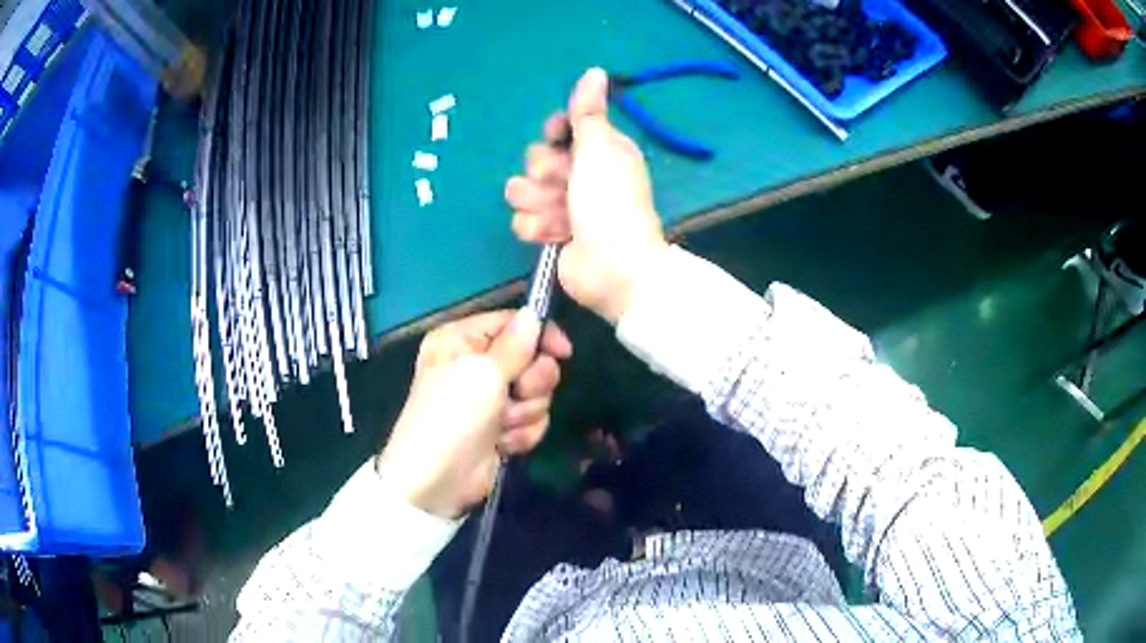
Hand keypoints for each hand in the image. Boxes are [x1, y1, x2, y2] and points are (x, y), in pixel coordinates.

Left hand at [375, 310, 571, 518]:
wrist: (438, 480)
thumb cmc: (453, 416)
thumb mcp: (482, 372)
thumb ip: (515, 344)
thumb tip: (534, 313)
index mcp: (462, 340)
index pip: (513, 322)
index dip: (540, 335)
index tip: (563, 352)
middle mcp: (476, 364)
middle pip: (531, 358)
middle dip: (531, 382)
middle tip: (517, 394)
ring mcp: (490, 398)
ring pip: (536, 393)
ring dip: (525, 412)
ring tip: (501, 425)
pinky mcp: (501, 427)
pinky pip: (532, 420)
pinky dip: (521, 433)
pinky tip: (502, 444)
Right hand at [506, 68, 667, 324]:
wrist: (612, 266)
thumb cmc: (610, 202)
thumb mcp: (600, 148)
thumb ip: (588, 111)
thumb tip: (594, 71)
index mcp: (598, 149)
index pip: (558, 128)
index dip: (553, 135)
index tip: (560, 141)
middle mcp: (580, 173)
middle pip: (535, 158)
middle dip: (546, 174)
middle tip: (567, 187)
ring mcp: (563, 204)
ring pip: (521, 190)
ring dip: (540, 204)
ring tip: (563, 217)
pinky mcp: (549, 231)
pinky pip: (522, 219)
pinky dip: (538, 229)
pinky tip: (558, 237)